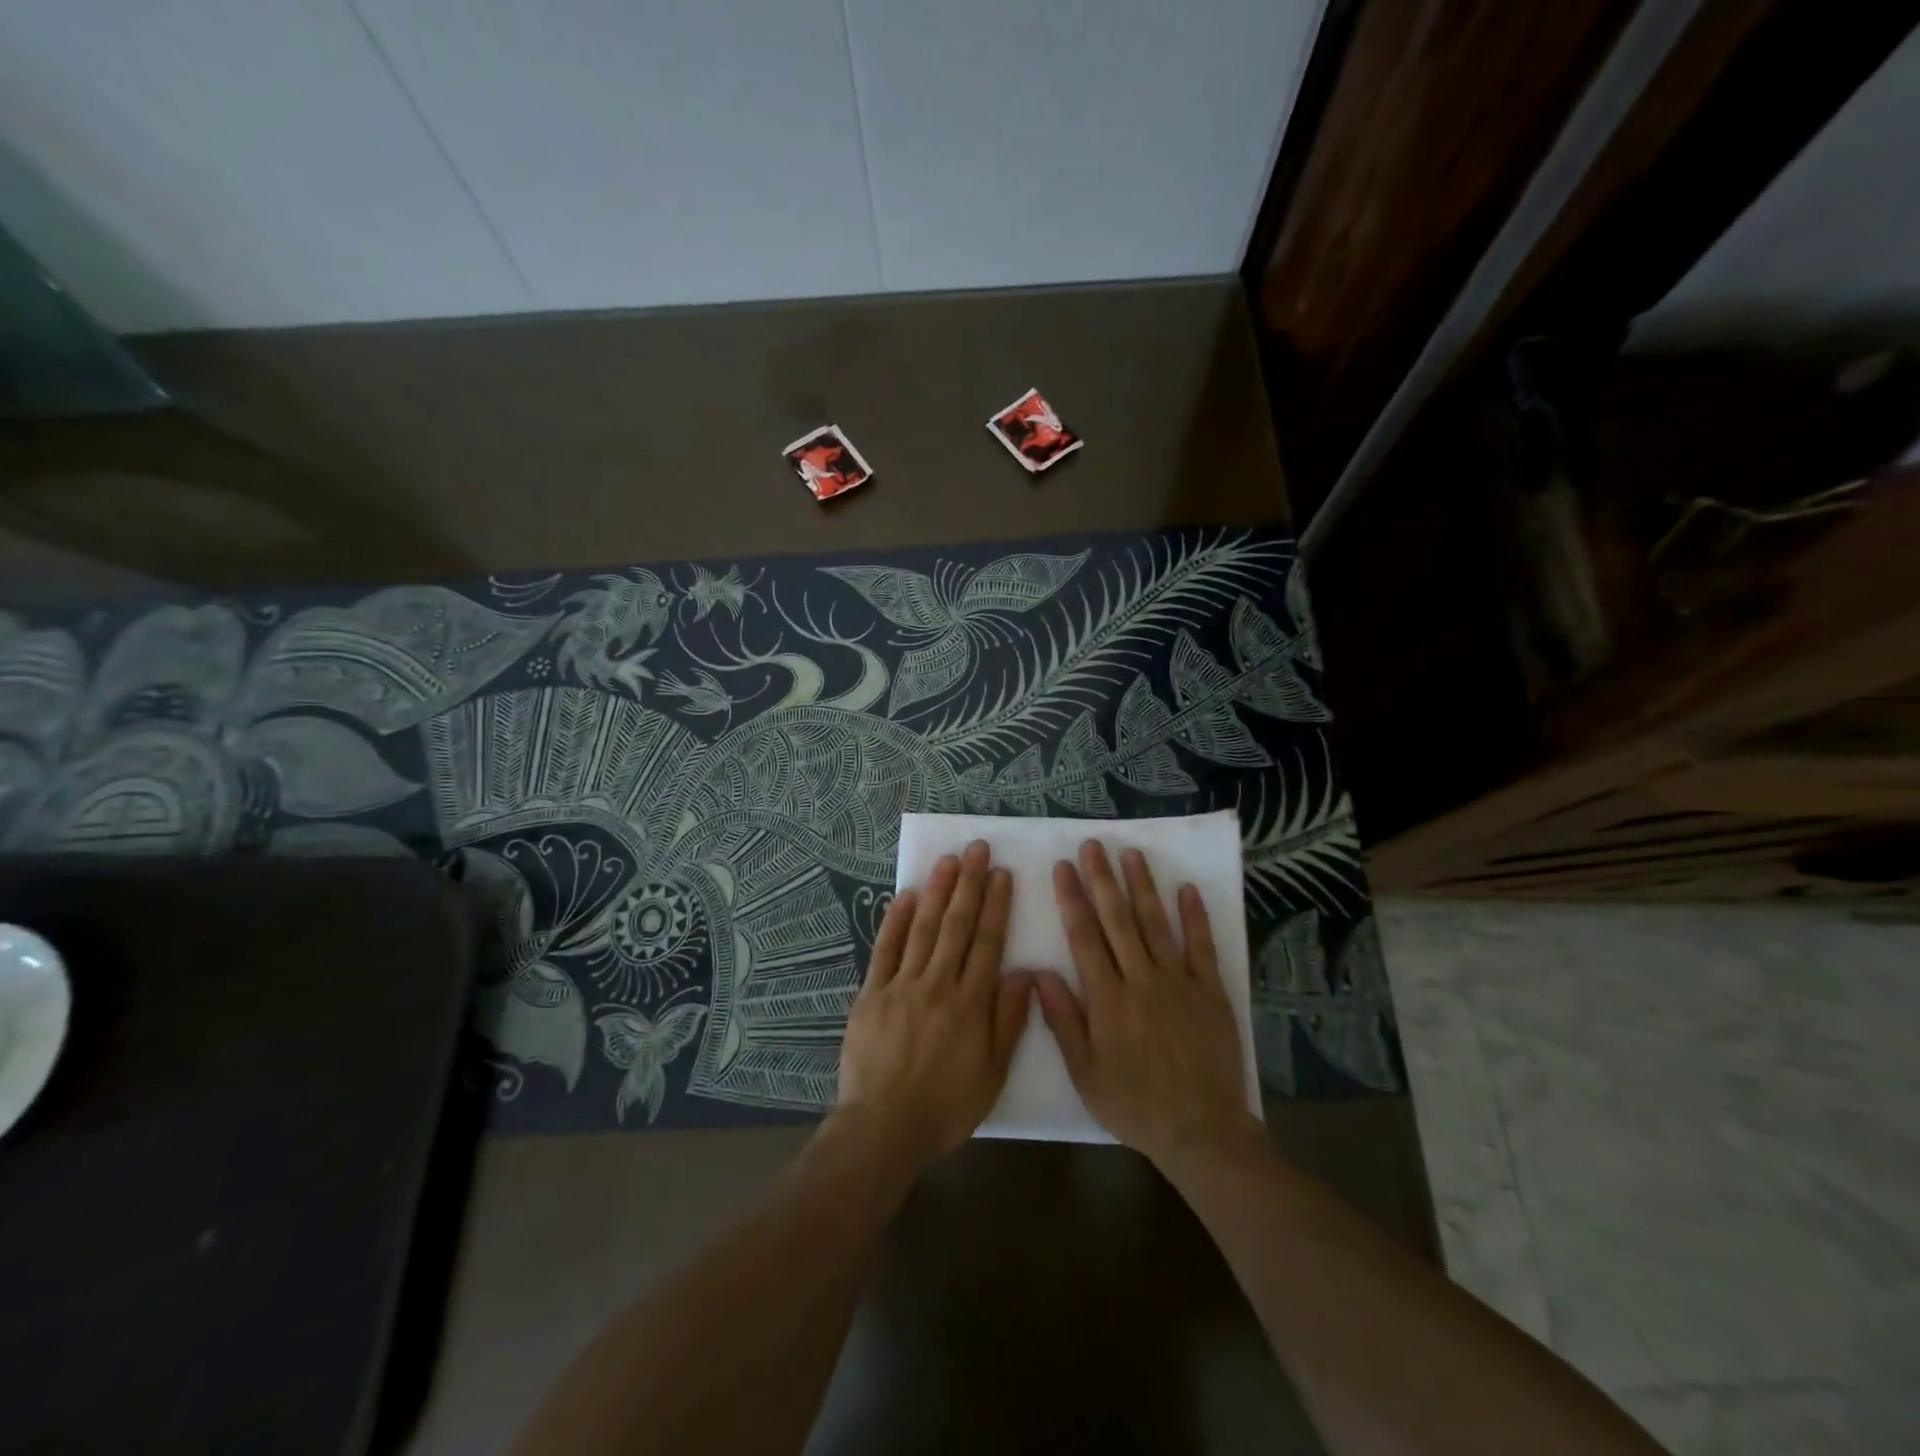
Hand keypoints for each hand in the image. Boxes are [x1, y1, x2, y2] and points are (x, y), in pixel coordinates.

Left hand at [833, 840, 1034, 1174]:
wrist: (883, 1127)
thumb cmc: (945, 1106)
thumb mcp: (993, 1074)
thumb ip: (1009, 1021)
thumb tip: (1024, 973)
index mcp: (970, 1004)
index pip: (987, 943)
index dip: (996, 906)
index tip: (1002, 874)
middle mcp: (937, 984)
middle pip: (956, 925)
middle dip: (969, 884)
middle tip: (977, 849)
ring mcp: (901, 986)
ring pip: (923, 928)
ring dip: (937, 891)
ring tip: (949, 860)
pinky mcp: (871, 993)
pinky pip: (885, 949)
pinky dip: (896, 920)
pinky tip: (907, 895)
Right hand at [1036, 840, 1260, 1169]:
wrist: (1200, 1129)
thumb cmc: (1134, 1103)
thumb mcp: (1085, 1072)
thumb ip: (1063, 1021)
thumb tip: (1039, 974)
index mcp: (1107, 998)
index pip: (1084, 936)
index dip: (1072, 898)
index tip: (1063, 867)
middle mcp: (1141, 979)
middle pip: (1118, 919)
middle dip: (1103, 879)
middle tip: (1093, 845)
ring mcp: (1178, 981)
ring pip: (1156, 923)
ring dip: (1143, 886)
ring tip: (1131, 854)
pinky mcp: (1210, 991)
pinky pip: (1201, 946)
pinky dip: (1195, 917)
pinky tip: (1188, 889)